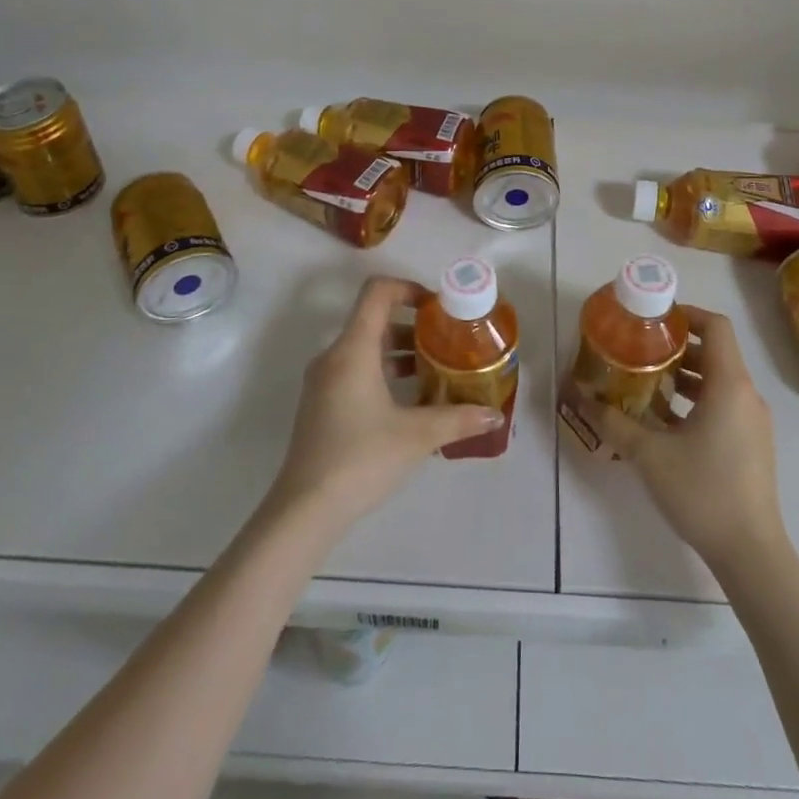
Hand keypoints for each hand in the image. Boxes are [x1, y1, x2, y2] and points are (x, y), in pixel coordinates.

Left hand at [268, 277, 503, 533]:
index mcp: (353, 349)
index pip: (377, 292)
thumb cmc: (361, 459)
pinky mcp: (322, 404)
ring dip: (401, 351)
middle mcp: (334, 356)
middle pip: (374, 319)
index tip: (439, 308)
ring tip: (437, 369)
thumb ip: (457, 418)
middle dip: (414, 325)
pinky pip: (356, 369)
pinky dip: (385, 371)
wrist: (304, 510)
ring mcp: (324, 381)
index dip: (409, 288)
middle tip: (448, 340)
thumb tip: (494, 415)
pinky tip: (411, 400)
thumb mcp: (416, 436)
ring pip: (366, 347)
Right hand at [575, 307, 786, 571]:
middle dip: (676, 347)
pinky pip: (723, 405)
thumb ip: (613, 422)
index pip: (715, 326)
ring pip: (718, 381)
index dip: (686, 314)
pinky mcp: (751, 445)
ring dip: (684, 377)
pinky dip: (695, 402)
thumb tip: (580, 397)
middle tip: (639, 350)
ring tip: (645, 383)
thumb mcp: (649, 454)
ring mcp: (752, 422)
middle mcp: (746, 395)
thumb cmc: (702, 491)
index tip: (654, 320)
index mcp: (729, 384)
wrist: (751, 553)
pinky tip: (663, 422)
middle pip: (714, 352)